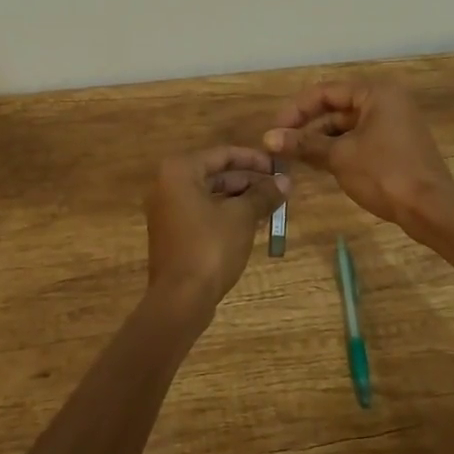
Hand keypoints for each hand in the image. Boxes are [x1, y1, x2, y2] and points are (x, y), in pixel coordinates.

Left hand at [143, 146, 288, 312]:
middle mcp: (168, 185)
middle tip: (279, 187)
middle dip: (249, 181)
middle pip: (216, 174)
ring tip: (272, 205)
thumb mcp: (242, 217)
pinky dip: (227, 214)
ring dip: (241, 199)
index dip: (254, 159)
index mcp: (180, 171)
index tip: (279, 166)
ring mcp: (168, 211)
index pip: (223, 154)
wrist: (180, 299)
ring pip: (211, 195)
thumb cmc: (210, 247)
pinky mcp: (174, 233)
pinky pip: (204, 213)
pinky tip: (254, 223)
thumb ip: (263, 195)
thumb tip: (285, 181)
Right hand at [263, 79, 453, 227]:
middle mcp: (386, 101)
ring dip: (320, 139)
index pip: (325, 92)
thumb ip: (304, 143)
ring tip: (293, 156)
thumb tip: (268, 138)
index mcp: (375, 93)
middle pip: (336, 107)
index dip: (296, 110)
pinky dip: (338, 148)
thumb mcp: (339, 157)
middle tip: (280, 144)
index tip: (274, 129)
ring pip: (347, 125)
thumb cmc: (384, 173)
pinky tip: (317, 163)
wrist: (431, 210)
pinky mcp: (396, 145)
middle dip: (307, 126)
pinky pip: (359, 139)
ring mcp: (393, 123)